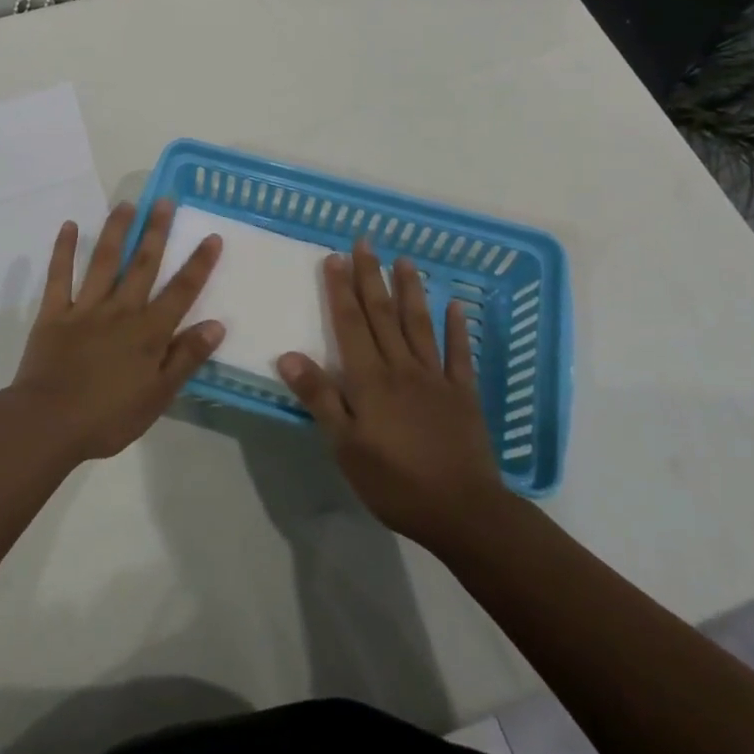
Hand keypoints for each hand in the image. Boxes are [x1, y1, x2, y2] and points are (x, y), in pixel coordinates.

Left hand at [7, 198, 224, 461]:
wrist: (48, 424)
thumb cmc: (108, 417)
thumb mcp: (158, 396)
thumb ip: (186, 358)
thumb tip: (217, 324)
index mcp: (148, 332)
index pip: (181, 291)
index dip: (199, 264)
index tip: (211, 236)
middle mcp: (120, 310)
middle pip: (142, 264)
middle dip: (156, 231)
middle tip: (164, 200)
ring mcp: (85, 308)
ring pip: (104, 261)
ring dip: (116, 230)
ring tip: (126, 204)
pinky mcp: (54, 313)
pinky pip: (59, 276)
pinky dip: (63, 250)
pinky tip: (69, 225)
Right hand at [279, 237, 503, 548]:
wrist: (463, 511)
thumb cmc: (395, 481)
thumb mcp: (346, 447)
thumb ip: (320, 398)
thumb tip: (289, 355)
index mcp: (370, 379)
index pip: (351, 324)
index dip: (342, 290)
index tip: (335, 257)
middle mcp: (401, 367)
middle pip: (383, 314)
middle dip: (371, 277)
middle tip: (365, 242)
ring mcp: (436, 377)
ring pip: (419, 324)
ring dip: (410, 289)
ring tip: (404, 260)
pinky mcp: (464, 394)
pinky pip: (460, 354)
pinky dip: (458, 327)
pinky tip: (456, 305)